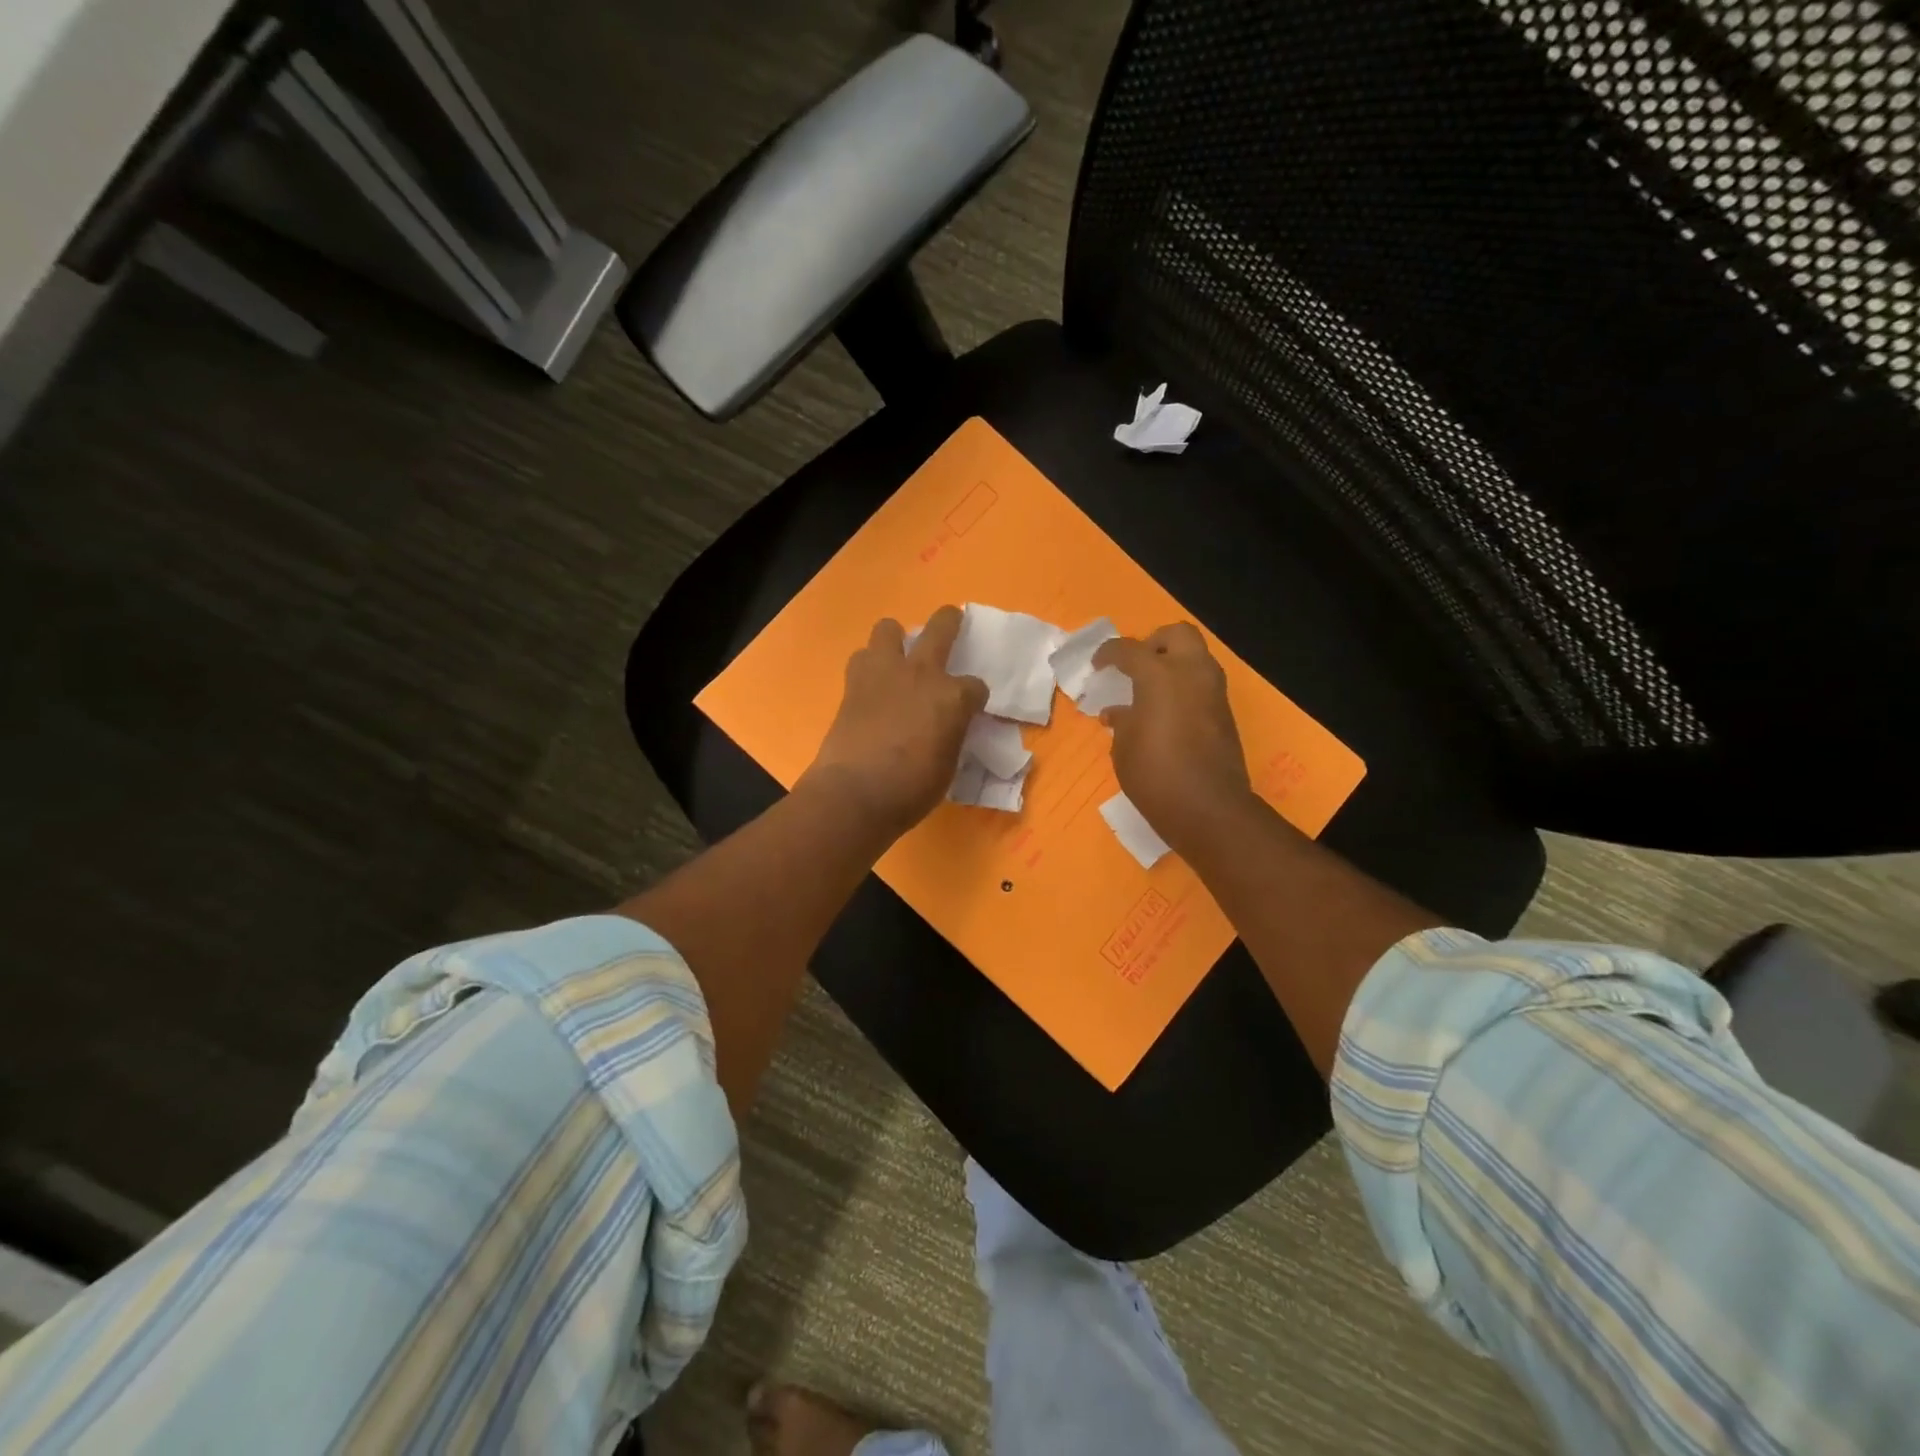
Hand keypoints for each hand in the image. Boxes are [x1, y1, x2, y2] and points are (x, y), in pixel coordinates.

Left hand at [800, 606, 987, 839]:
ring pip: (888, 628)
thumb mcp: (948, 764)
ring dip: (895, 640)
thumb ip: (951, 734)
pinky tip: (872, 685)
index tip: (971, 708)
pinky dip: (869, 667)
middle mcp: (921, 673)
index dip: (974, 697)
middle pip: (940, 628)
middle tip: (952, 621)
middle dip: (949, 621)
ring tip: (896, 658)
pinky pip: (862, 658)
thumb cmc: (911, 789)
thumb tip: (947, 728)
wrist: (854, 792)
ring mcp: (884, 673)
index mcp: (953, 697)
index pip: (976, 686)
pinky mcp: (852, 684)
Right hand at [1094, 623, 1255, 853]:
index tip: (1097, 665)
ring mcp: (1214, 692)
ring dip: (1173, 663)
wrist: (1209, 809)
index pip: (1129, 649)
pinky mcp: (1225, 713)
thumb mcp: (1124, 748)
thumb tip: (1118, 712)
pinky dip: (1184, 686)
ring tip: (1148, 690)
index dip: (1108, 653)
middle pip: (1177, 634)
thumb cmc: (1155, 775)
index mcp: (1160, 675)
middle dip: (1154, 643)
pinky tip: (1164, 712)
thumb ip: (1122, 721)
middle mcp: (1192, 673)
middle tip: (1135, 664)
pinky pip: (1202, 684)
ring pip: (1196, 656)